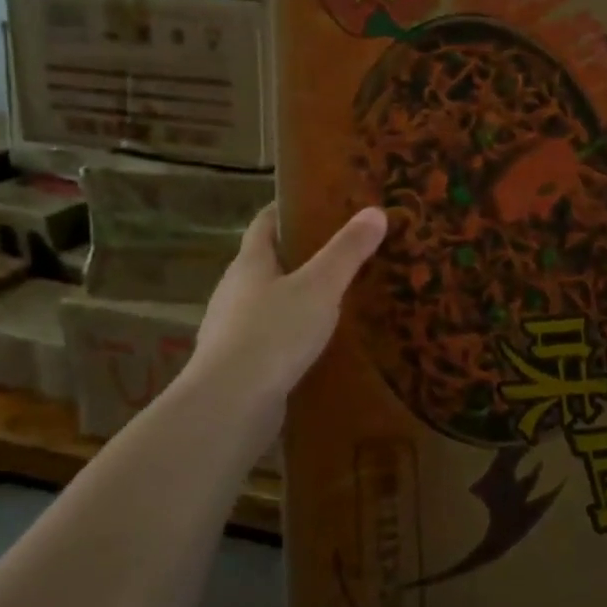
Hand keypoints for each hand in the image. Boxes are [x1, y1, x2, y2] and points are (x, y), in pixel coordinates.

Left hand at [185, 205, 387, 403]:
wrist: (230, 405)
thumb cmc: (273, 334)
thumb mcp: (320, 287)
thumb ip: (347, 251)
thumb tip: (376, 212)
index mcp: (250, 263)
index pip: (265, 222)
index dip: (288, 208)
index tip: (318, 201)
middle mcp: (234, 291)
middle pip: (267, 262)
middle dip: (300, 255)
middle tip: (343, 251)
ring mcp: (232, 330)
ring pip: (269, 302)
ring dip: (297, 297)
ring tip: (338, 298)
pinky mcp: (240, 364)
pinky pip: (271, 338)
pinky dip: (293, 334)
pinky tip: (319, 345)